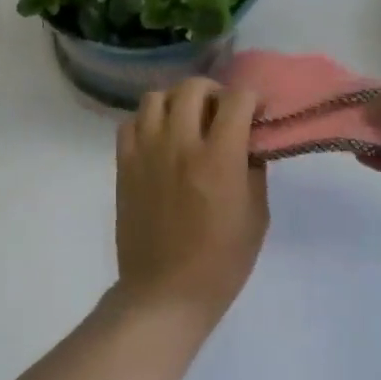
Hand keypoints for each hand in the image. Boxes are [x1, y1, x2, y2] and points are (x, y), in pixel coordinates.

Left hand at [114, 78, 268, 330]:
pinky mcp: (124, 164)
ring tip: (187, 122)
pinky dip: (147, 122)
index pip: (236, 100)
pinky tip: (160, 140)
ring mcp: (146, 151)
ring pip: (156, 97)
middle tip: (221, 113)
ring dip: (177, 102)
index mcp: (218, 158)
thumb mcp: (256, 215)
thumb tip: (249, 141)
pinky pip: (130, 122)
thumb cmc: (221, 261)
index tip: (256, 112)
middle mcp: (179, 144)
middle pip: (192, 87)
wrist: (165, 291)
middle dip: (214, 92)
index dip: (251, 98)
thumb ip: (253, 169)